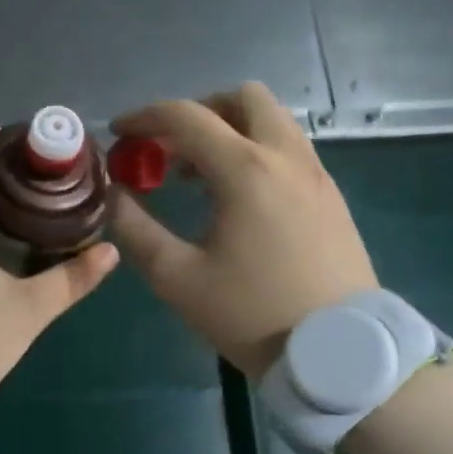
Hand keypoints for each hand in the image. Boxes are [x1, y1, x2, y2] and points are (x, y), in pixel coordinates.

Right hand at [111, 83, 376, 380]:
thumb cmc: (252, 315)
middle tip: (171, 148)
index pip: (186, 117)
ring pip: (273, 120)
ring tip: (199, 175)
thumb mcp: (178, 278)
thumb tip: (114, 194)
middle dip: (199, 110)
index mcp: (246, 170)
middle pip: (243, 98)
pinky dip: (257, 151)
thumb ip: (136, 229)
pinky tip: (238, 198)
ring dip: (231, 129)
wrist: (339, 355)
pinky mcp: (331, 197)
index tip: (119, 133)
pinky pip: (290, 149)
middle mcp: (287, 157)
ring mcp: (316, 175)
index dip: (144, 117)